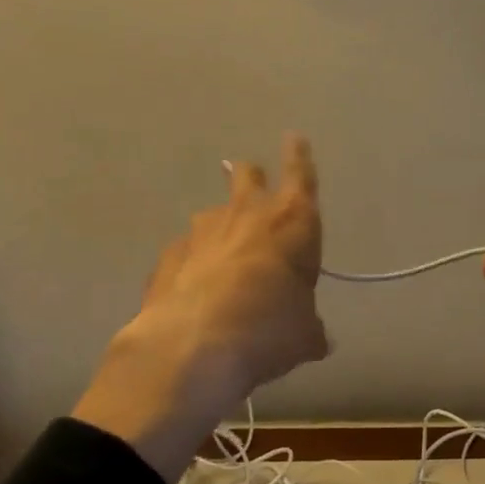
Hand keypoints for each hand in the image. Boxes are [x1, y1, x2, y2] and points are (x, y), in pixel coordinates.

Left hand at [73, 133, 328, 478]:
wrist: (194, 346)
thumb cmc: (269, 328)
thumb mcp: (304, 335)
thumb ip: (309, 327)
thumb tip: (316, 337)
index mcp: (292, 222)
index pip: (300, 175)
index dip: (299, 155)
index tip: (294, 137)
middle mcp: (246, 215)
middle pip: (248, 176)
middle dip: (251, 176)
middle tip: (251, 178)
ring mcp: (201, 232)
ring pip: (212, 213)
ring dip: (220, 225)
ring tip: (222, 250)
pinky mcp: (168, 257)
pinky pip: (185, 250)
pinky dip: (192, 261)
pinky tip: (193, 286)